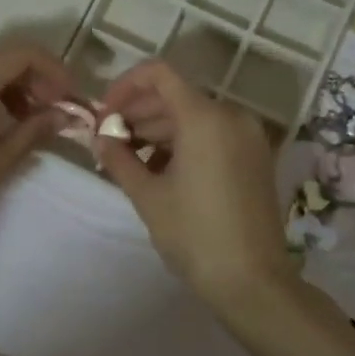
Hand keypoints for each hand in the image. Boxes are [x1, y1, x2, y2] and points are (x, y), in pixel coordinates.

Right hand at [98, 60, 298, 305]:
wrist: (253, 281)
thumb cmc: (195, 234)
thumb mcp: (148, 195)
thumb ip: (119, 158)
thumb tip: (100, 138)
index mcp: (205, 117)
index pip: (158, 74)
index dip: (125, 86)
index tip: (104, 114)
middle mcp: (231, 116)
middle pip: (175, 96)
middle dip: (137, 113)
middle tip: (108, 141)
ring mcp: (247, 137)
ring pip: (193, 117)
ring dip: (158, 130)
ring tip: (128, 160)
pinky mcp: (254, 157)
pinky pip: (212, 135)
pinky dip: (183, 143)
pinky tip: (159, 170)